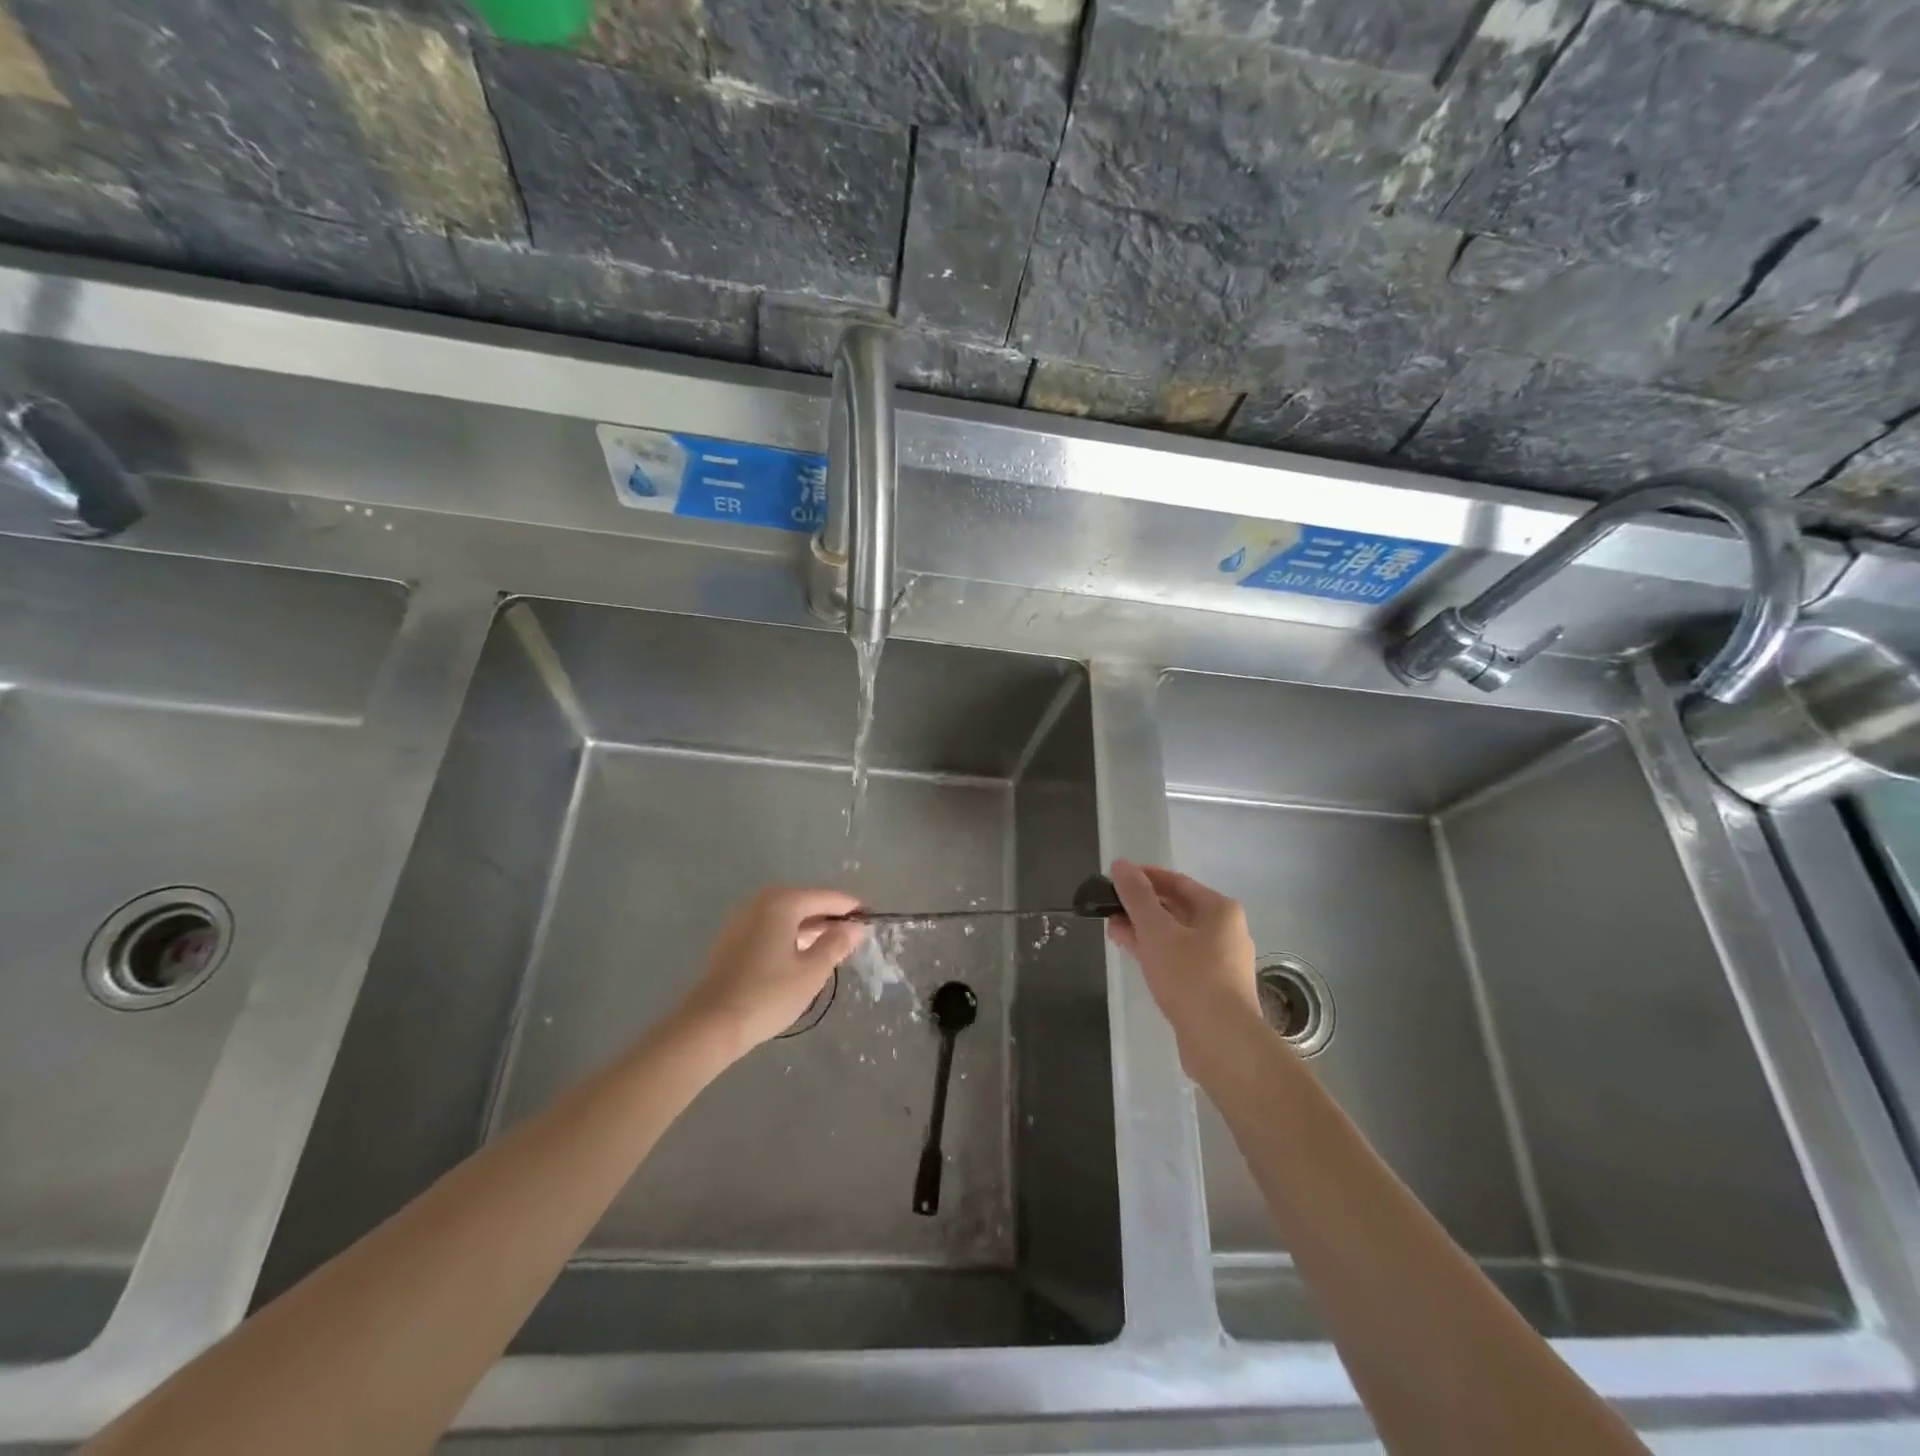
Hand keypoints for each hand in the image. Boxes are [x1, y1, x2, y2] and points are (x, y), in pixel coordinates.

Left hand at [676, 887, 866, 1059]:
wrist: (710, 1025)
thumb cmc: (768, 994)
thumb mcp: (811, 971)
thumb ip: (836, 944)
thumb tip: (854, 927)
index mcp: (782, 902)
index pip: (827, 897)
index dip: (851, 908)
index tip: (873, 918)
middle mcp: (760, 902)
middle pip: (805, 902)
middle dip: (830, 917)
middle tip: (855, 936)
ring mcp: (742, 919)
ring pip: (787, 916)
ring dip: (810, 928)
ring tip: (833, 947)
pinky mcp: (732, 939)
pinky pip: (771, 928)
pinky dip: (790, 936)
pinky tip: (802, 955)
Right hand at [1107, 860, 1261, 1075]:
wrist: (1222, 1041)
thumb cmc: (1190, 976)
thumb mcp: (1156, 930)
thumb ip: (1136, 896)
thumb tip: (1121, 865)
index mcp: (1219, 910)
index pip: (1175, 881)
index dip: (1143, 876)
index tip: (1113, 878)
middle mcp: (1225, 931)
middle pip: (1176, 908)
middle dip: (1140, 906)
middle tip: (1108, 906)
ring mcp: (1220, 961)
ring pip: (1175, 935)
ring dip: (1144, 930)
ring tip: (1112, 929)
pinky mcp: (1211, 988)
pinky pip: (1178, 959)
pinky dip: (1155, 952)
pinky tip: (1132, 954)